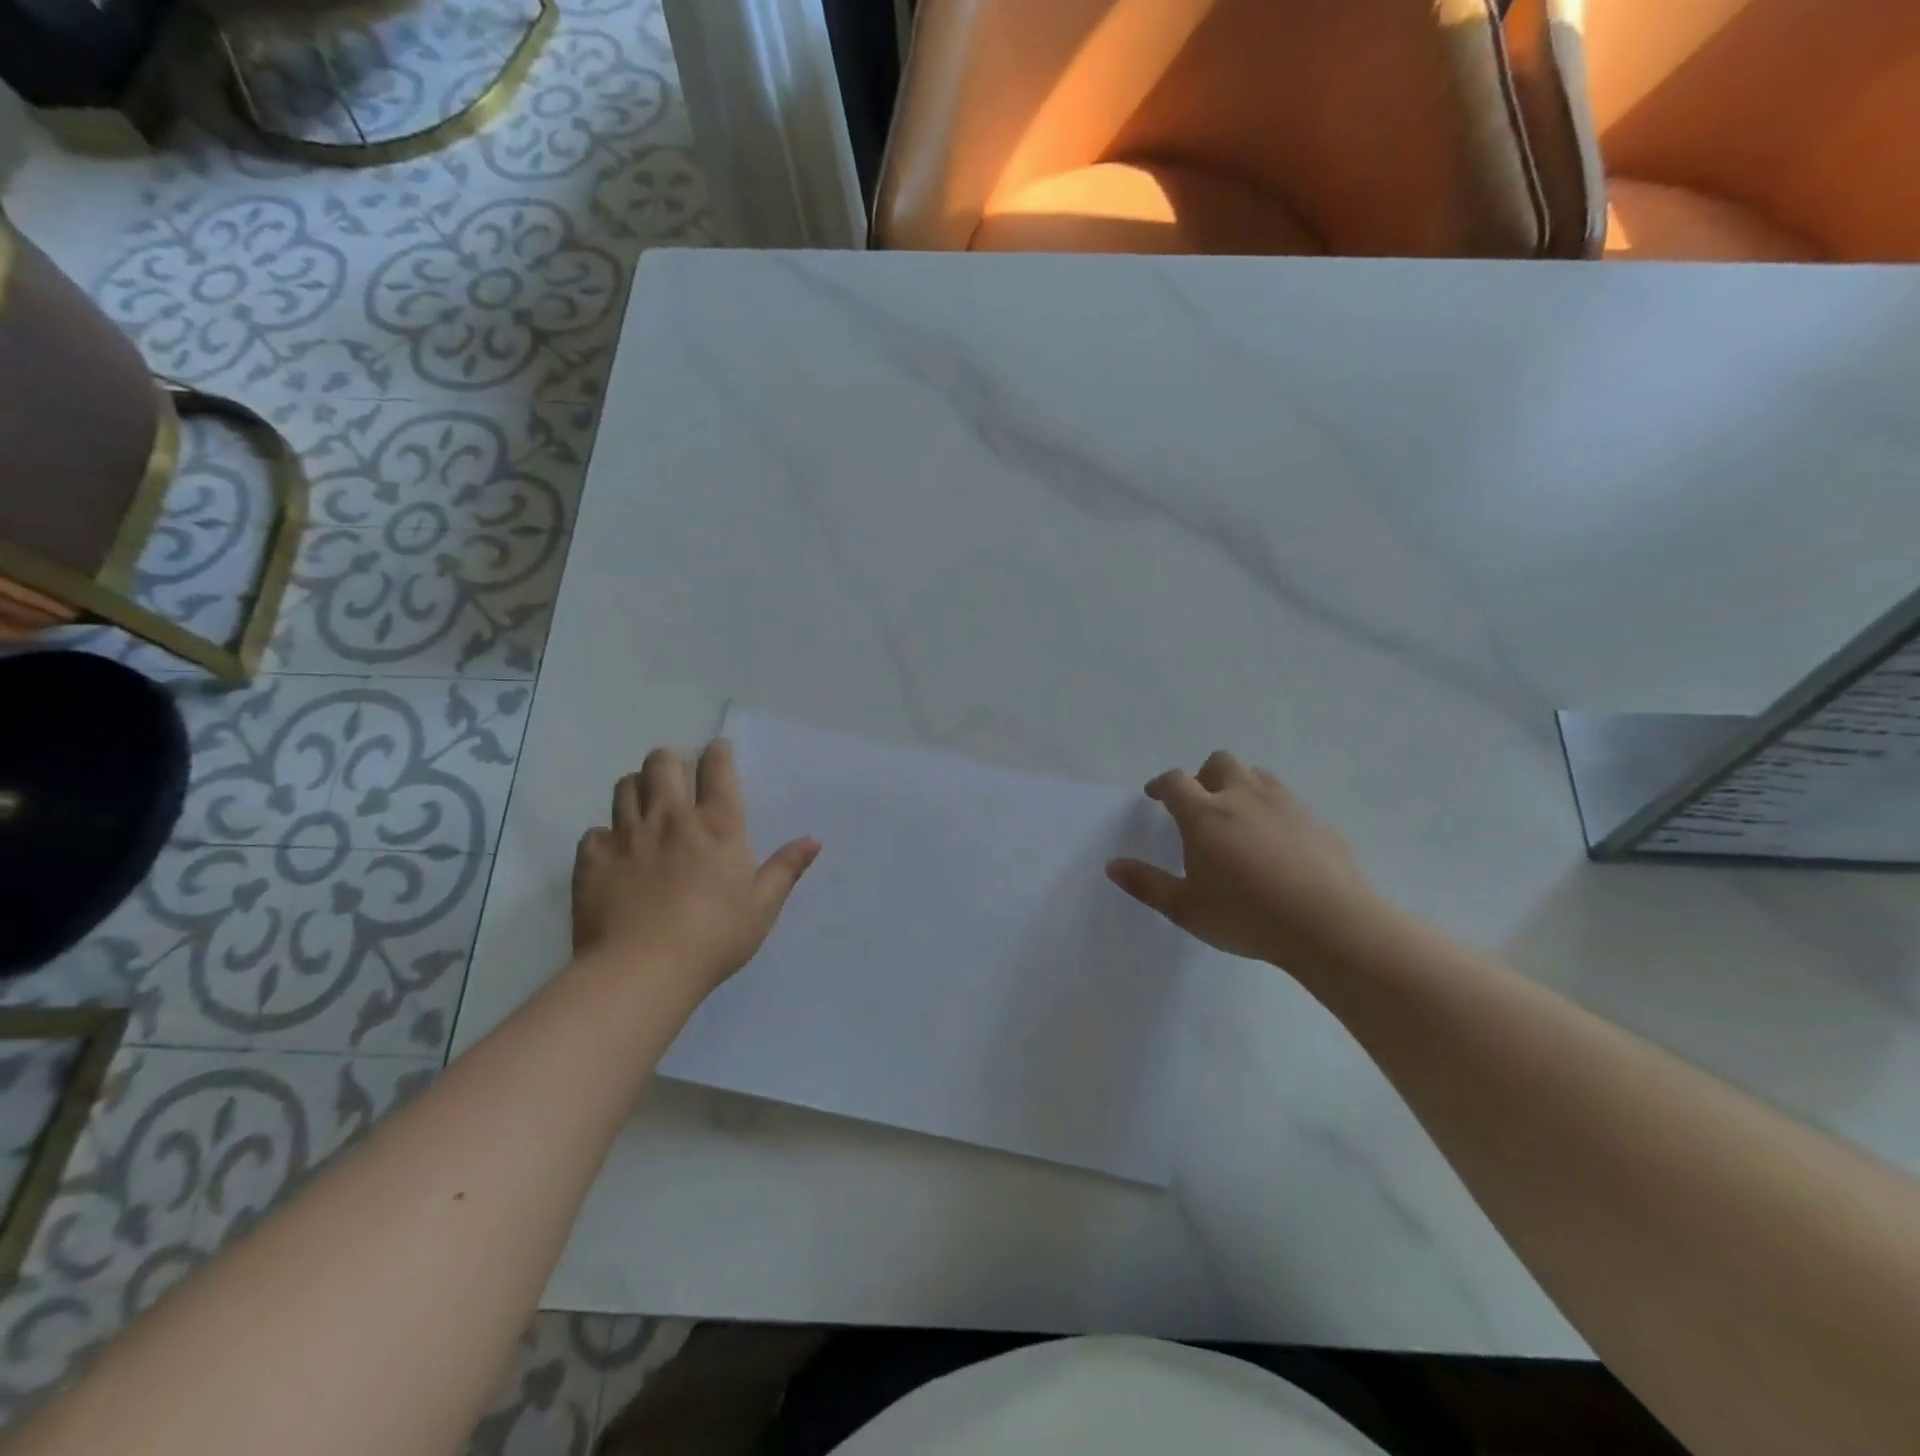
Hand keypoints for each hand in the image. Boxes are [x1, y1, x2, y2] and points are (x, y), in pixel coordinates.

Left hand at [572, 740, 819, 999]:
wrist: (642, 971)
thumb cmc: (714, 938)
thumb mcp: (762, 907)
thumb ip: (786, 869)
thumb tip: (813, 840)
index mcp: (718, 825)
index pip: (716, 768)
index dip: (718, 752)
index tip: (718, 752)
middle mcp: (671, 818)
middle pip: (662, 762)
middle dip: (670, 761)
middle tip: (677, 778)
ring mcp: (627, 835)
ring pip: (625, 786)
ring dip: (638, 788)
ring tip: (646, 806)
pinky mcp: (593, 858)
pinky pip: (596, 831)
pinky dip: (608, 836)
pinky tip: (616, 853)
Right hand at [1106, 751, 1388, 973]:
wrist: (1329, 925)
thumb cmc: (1246, 916)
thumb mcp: (1185, 908)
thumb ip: (1147, 884)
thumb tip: (1112, 866)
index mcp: (1205, 814)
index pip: (1175, 781)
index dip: (1161, 784)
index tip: (1154, 796)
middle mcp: (1243, 797)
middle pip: (1220, 763)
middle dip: (1204, 776)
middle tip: (1199, 805)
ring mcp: (1285, 805)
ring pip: (1258, 776)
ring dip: (1241, 786)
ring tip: (1237, 817)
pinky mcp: (1316, 822)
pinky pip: (1288, 802)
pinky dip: (1273, 811)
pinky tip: (1277, 844)